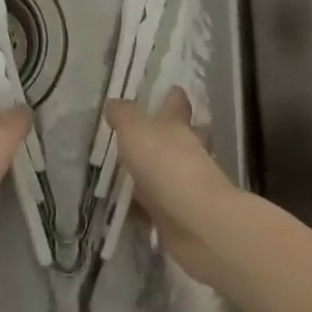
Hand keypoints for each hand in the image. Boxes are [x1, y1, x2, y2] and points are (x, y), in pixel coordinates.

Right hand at [105, 88, 240, 282]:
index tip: (170, 88)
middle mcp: (186, 153)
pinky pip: (157, 208)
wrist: (197, 224)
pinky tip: (126, 210)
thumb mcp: (136, 131)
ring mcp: (185, 187)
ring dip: (151, 174)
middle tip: (139, 134)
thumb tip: (114, 103)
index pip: (177, 104)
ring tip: (123, 173)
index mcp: (178, 127)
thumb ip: (124, 116)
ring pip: (166, 173)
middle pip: (178, 138)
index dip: (173, 96)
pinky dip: (144, 208)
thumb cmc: (167, 166)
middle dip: (164, 136)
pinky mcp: (178, 217)